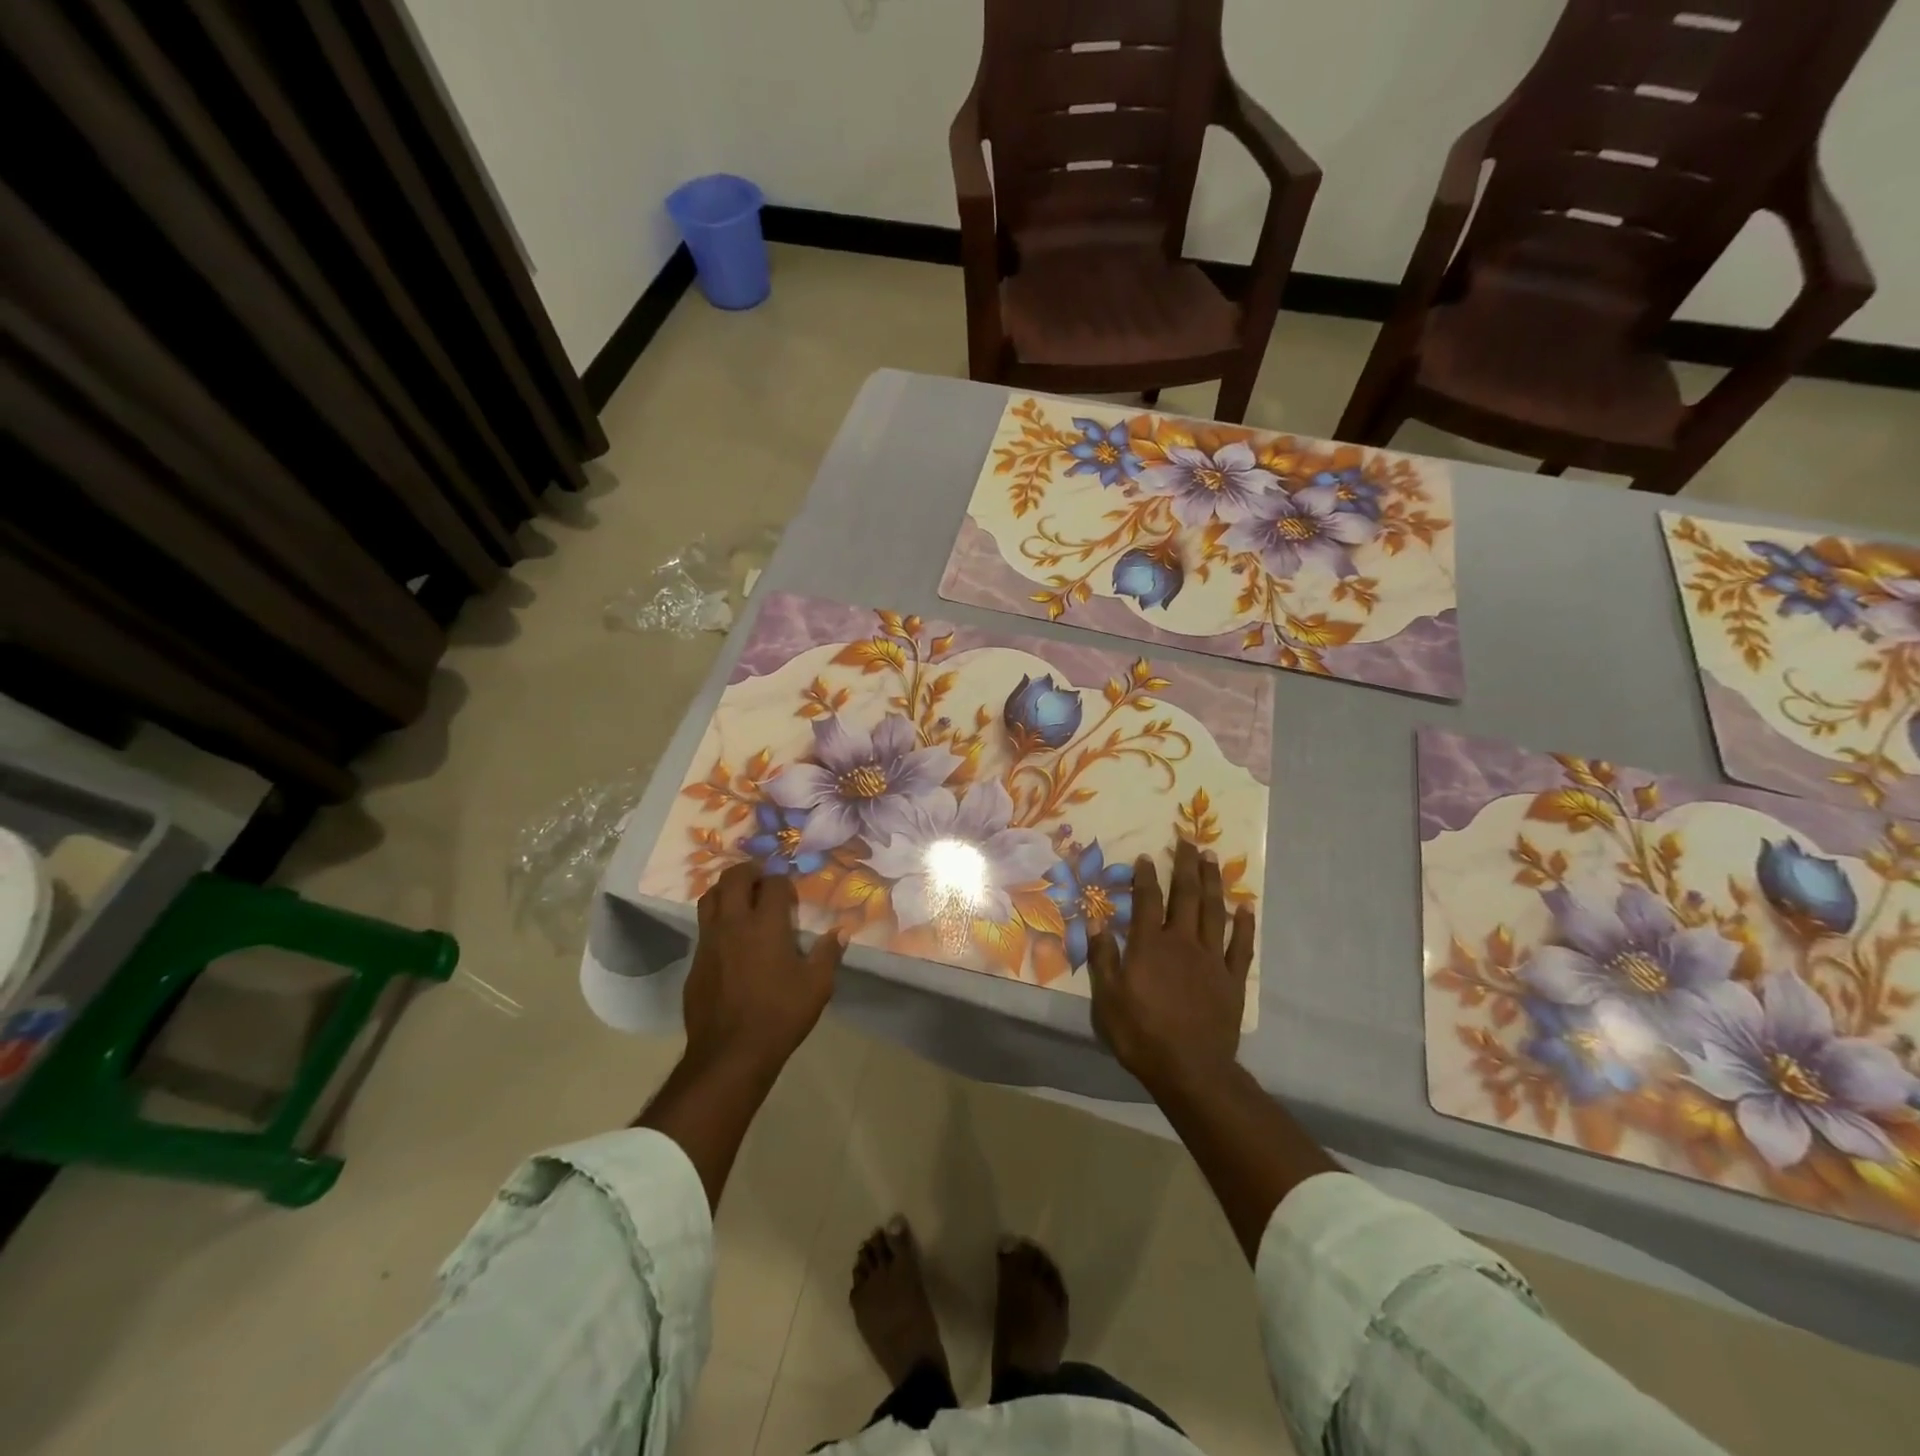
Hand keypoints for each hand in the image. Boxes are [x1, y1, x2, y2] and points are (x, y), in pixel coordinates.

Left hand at [686, 863, 844, 1077]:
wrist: (730, 1053)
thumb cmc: (779, 1015)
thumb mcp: (817, 986)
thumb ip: (829, 953)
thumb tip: (842, 931)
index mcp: (765, 924)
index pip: (772, 883)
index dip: (782, 881)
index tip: (790, 894)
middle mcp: (733, 924)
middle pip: (733, 878)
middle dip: (749, 871)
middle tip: (762, 879)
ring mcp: (709, 942)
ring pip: (709, 897)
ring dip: (726, 890)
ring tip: (741, 899)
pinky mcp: (695, 962)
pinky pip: (703, 927)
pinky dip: (716, 920)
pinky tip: (730, 938)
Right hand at [1087, 840, 1254, 1092]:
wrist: (1189, 1069)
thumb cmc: (1140, 1034)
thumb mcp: (1107, 999)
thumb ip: (1102, 958)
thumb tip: (1095, 923)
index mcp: (1149, 945)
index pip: (1147, 901)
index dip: (1145, 877)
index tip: (1145, 856)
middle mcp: (1182, 942)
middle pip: (1185, 895)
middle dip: (1184, 866)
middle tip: (1186, 841)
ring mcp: (1211, 959)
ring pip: (1213, 911)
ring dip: (1212, 882)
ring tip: (1212, 858)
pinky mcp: (1232, 979)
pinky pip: (1240, 946)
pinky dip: (1243, 925)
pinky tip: (1245, 907)